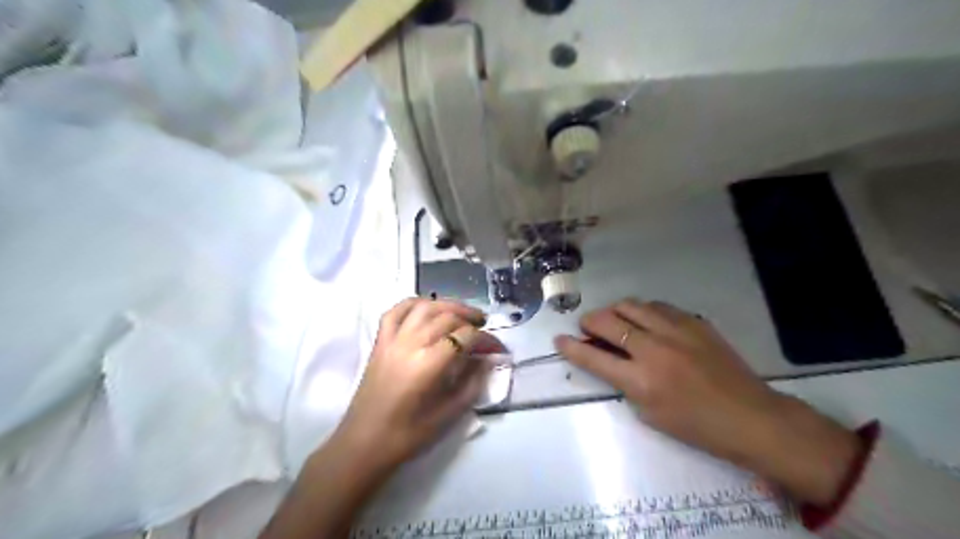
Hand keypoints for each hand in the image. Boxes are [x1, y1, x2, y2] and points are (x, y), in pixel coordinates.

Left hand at [330, 299, 498, 472]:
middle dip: (471, 319)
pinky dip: (415, 303)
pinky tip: (429, 308)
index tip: (498, 348)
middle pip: (447, 317)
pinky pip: (397, 310)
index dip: (486, 339)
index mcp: (428, 365)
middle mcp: (410, 344)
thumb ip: (472, 383)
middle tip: (485, 329)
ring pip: (425, 307)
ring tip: (464, 314)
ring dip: (448, 306)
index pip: (465, 337)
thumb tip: (488, 360)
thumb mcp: (448, 415)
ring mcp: (392, 339)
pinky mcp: (380, 341)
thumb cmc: (407, 435)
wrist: (363, 443)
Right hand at [556, 298, 862, 505]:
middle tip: (587, 327)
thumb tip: (610, 359)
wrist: (750, 416)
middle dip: (589, 321)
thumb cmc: (696, 426)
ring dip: (614, 311)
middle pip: (607, 321)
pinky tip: (645, 320)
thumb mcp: (650, 413)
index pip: (593, 358)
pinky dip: (642, 311)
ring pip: (631, 306)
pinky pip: (658, 306)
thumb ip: (625, 383)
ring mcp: (675, 331)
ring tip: (615, 320)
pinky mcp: (693, 322)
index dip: (571, 347)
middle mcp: (653, 349)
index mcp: (641, 380)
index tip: (559, 339)